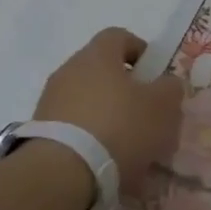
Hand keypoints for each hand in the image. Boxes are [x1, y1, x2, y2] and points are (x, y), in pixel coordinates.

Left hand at [32, 28, 183, 198]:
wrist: (61, 173)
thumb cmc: (120, 127)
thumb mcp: (162, 106)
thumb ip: (170, 88)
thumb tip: (166, 83)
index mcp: (98, 55)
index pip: (119, 36)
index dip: (140, 50)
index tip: (155, 74)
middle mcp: (69, 71)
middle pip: (102, 71)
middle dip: (126, 90)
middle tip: (147, 113)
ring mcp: (50, 102)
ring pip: (89, 101)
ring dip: (109, 116)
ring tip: (130, 145)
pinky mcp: (41, 132)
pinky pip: (74, 127)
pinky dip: (92, 138)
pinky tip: (108, 162)